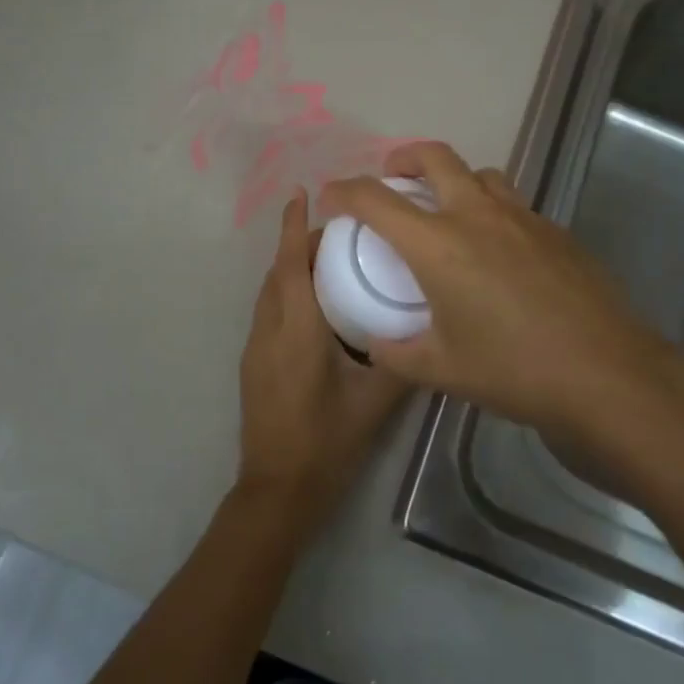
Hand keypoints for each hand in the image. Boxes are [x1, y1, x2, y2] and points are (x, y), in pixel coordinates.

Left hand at [235, 189, 410, 539]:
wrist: (277, 491)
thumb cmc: (326, 442)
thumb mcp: (376, 402)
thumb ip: (402, 361)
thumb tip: (430, 330)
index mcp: (296, 331)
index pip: (290, 265)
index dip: (293, 226)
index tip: (301, 193)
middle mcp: (269, 331)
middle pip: (278, 272)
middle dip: (298, 243)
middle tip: (337, 230)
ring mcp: (255, 348)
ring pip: (270, 292)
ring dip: (290, 267)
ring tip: (328, 260)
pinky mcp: (253, 365)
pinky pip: (269, 312)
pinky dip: (287, 292)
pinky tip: (316, 306)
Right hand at [319, 142, 683, 439]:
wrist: (606, 374)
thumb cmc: (514, 370)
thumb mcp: (443, 369)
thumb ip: (398, 353)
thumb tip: (377, 345)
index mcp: (438, 244)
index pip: (376, 199)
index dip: (345, 190)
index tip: (332, 197)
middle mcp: (477, 216)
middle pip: (434, 157)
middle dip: (403, 158)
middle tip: (392, 178)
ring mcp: (523, 218)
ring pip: (480, 174)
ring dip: (454, 179)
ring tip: (446, 210)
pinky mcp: (556, 232)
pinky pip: (513, 204)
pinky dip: (491, 210)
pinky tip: (497, 252)